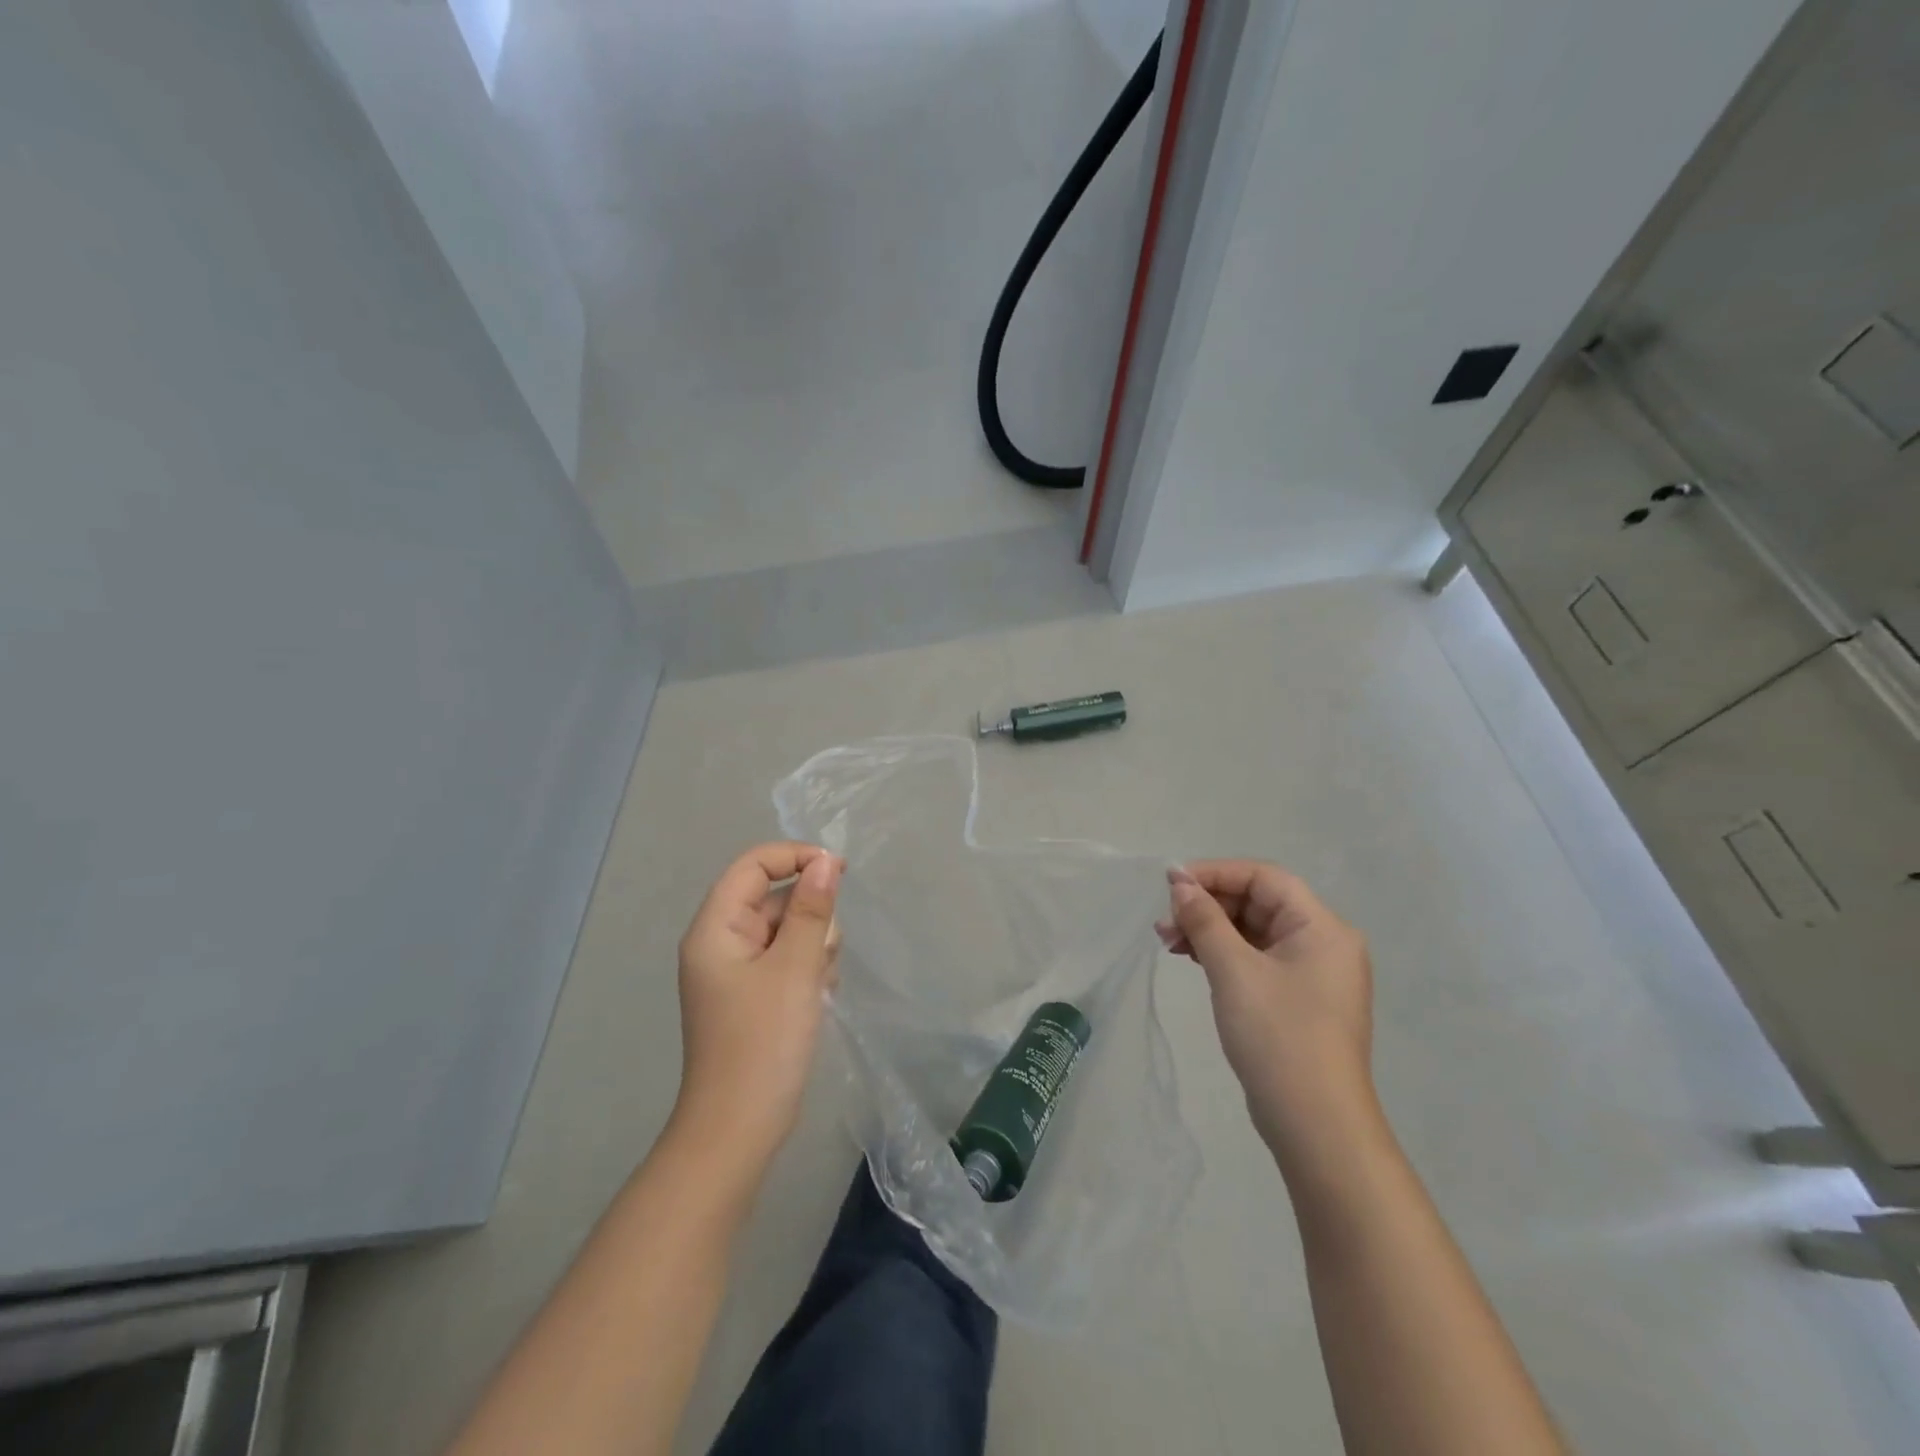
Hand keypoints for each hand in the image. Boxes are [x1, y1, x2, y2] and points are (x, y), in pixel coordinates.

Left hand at [673, 843, 842, 1171]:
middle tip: (823, 954)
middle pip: (772, 898)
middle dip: (809, 915)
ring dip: (812, 945)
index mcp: (715, 928)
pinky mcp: (751, 996)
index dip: (795, 858)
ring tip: (818, 984)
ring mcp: (735, 972)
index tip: (840, 872)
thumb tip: (826, 861)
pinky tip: (816, 997)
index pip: (753, 865)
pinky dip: (806, 968)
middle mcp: (719, 943)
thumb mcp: (795, 967)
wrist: (738, 1130)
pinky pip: (785, 959)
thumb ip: (812, 909)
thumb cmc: (764, 1042)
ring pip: (785, 929)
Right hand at [1158, 860, 1375, 1165]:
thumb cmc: (1279, 1036)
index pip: (1264, 878)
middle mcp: (1323, 943)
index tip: (1171, 882)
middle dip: (1208, 906)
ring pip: (1253, 932)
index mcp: (1322, 927)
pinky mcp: (1297, 1000)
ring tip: (1167, 941)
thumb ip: (1205, 920)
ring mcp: (1312, 974)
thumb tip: (1180, 883)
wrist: (1316, 1125)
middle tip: (1164, 921)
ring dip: (1210, 930)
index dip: (1216, 872)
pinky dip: (1223, 954)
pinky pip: (1256, 959)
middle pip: (1259, 903)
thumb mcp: (1234, 971)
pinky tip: (1192, 959)